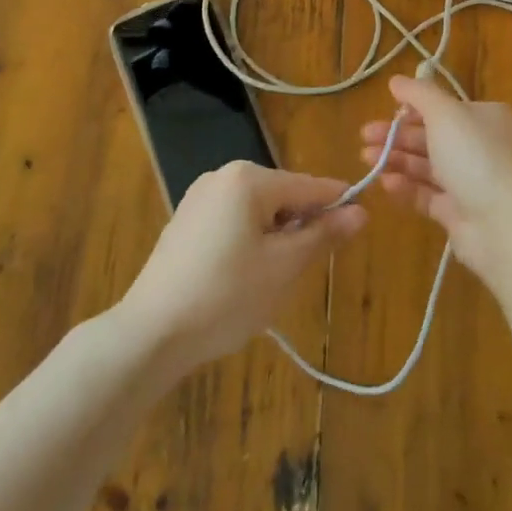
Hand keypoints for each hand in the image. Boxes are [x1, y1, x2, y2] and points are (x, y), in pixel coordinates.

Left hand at [119, 161, 366, 368]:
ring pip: (259, 211)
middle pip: (284, 196)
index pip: (310, 186)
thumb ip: (323, 234)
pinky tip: (242, 278)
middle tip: (303, 270)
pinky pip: (234, 221)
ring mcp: (200, 197)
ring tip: (270, 280)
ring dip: (276, 237)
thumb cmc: (226, 296)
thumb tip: (361, 211)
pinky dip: (249, 242)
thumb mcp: (284, 267)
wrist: (150, 334)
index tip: (359, 230)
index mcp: (249, 179)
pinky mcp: (186, 222)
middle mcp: (223, 176)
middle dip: (301, 226)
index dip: (338, 206)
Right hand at [360, 75, 511, 284]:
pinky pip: (427, 195)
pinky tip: (384, 183)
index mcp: (487, 118)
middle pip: (433, 136)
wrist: (504, 224)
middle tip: (364, 137)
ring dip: (396, 159)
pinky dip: (406, 187)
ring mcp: (472, 182)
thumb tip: (396, 80)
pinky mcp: (459, 213)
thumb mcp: (446, 113)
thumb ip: (419, 94)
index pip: (446, 108)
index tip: (387, 110)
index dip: (414, 108)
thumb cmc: (476, 157)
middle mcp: (482, 147)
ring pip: (427, 166)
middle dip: (398, 135)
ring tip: (366, 159)